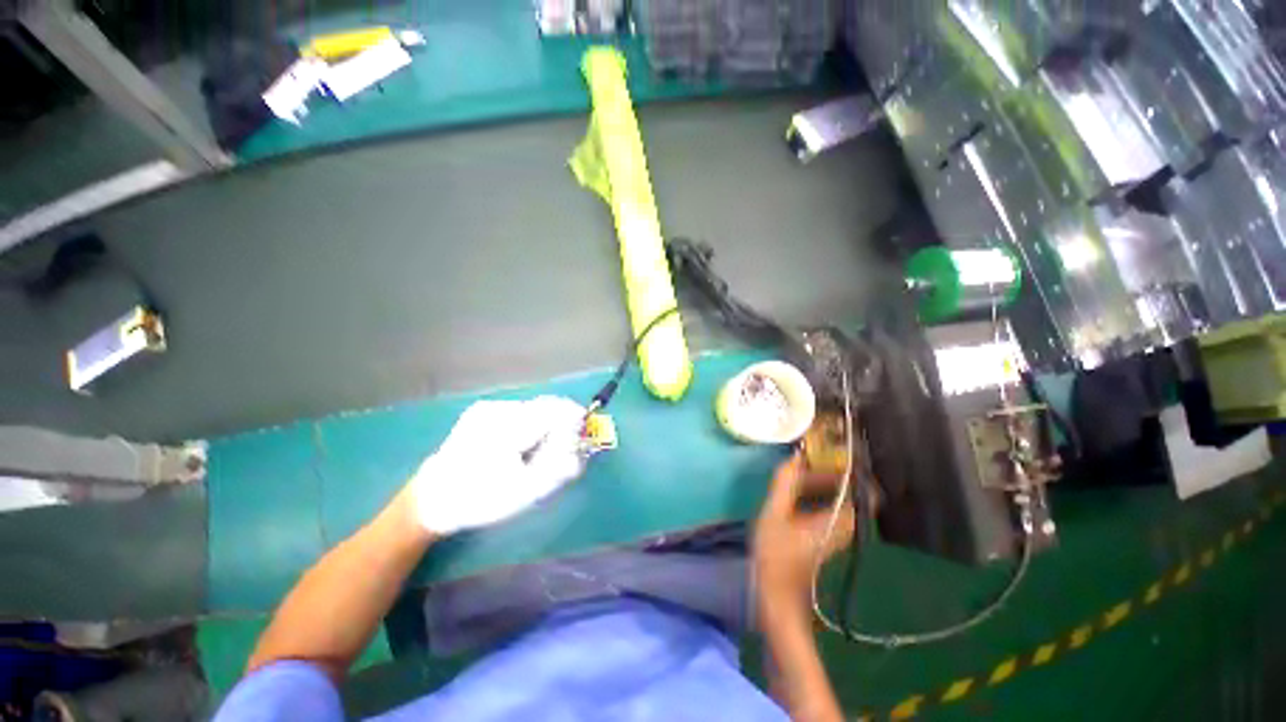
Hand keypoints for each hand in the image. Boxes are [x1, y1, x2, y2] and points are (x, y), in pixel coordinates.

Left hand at [407, 396, 587, 534]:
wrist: (431, 501)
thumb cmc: (480, 499)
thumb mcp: (525, 492)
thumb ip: (559, 468)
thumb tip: (582, 450)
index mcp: (509, 426)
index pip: (557, 410)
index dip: (575, 421)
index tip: (580, 441)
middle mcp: (499, 409)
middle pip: (546, 406)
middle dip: (560, 425)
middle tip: (560, 452)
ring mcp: (487, 408)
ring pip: (533, 408)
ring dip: (543, 425)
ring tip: (534, 453)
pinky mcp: (480, 412)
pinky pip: (517, 412)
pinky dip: (527, 425)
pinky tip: (517, 447)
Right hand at [753, 453, 854, 619]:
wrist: (778, 596)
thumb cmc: (776, 555)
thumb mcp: (774, 513)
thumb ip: (784, 483)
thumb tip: (796, 455)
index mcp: (839, 519)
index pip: (861, 487)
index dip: (851, 465)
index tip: (831, 448)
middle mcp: (845, 524)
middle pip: (848, 488)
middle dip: (831, 468)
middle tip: (807, 453)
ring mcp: (837, 530)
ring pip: (837, 496)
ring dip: (822, 479)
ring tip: (798, 465)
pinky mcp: (826, 533)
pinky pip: (828, 504)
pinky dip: (816, 491)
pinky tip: (796, 487)